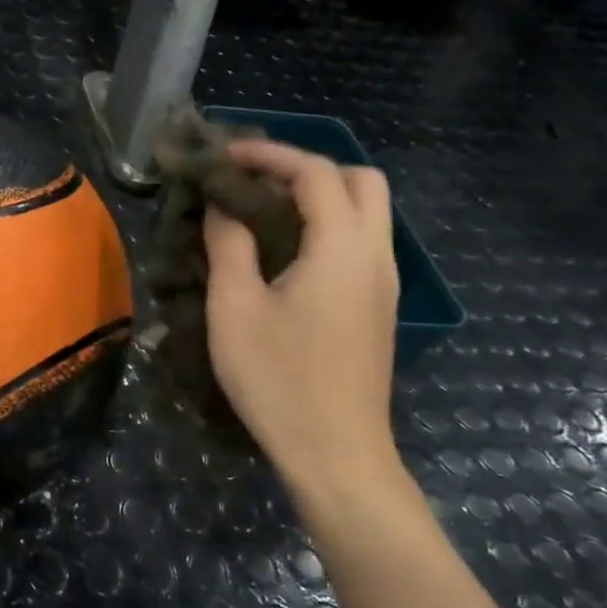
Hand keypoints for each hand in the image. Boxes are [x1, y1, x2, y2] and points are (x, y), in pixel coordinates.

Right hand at [203, 139, 400, 490]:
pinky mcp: (377, 307)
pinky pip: (360, 242)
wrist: (336, 453)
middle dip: (307, 167)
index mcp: (342, 248)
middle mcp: (375, 255)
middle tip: (254, 180)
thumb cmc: (278, 378)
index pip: (316, 172)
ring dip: (319, 195)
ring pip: (366, 212)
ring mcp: (383, 283)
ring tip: (261, 210)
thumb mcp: (235, 307)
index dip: (269, 154)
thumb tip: (223, 206)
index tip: (224, 157)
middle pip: (360, 180)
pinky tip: (283, 251)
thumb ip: (229, 245)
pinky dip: (326, 225)